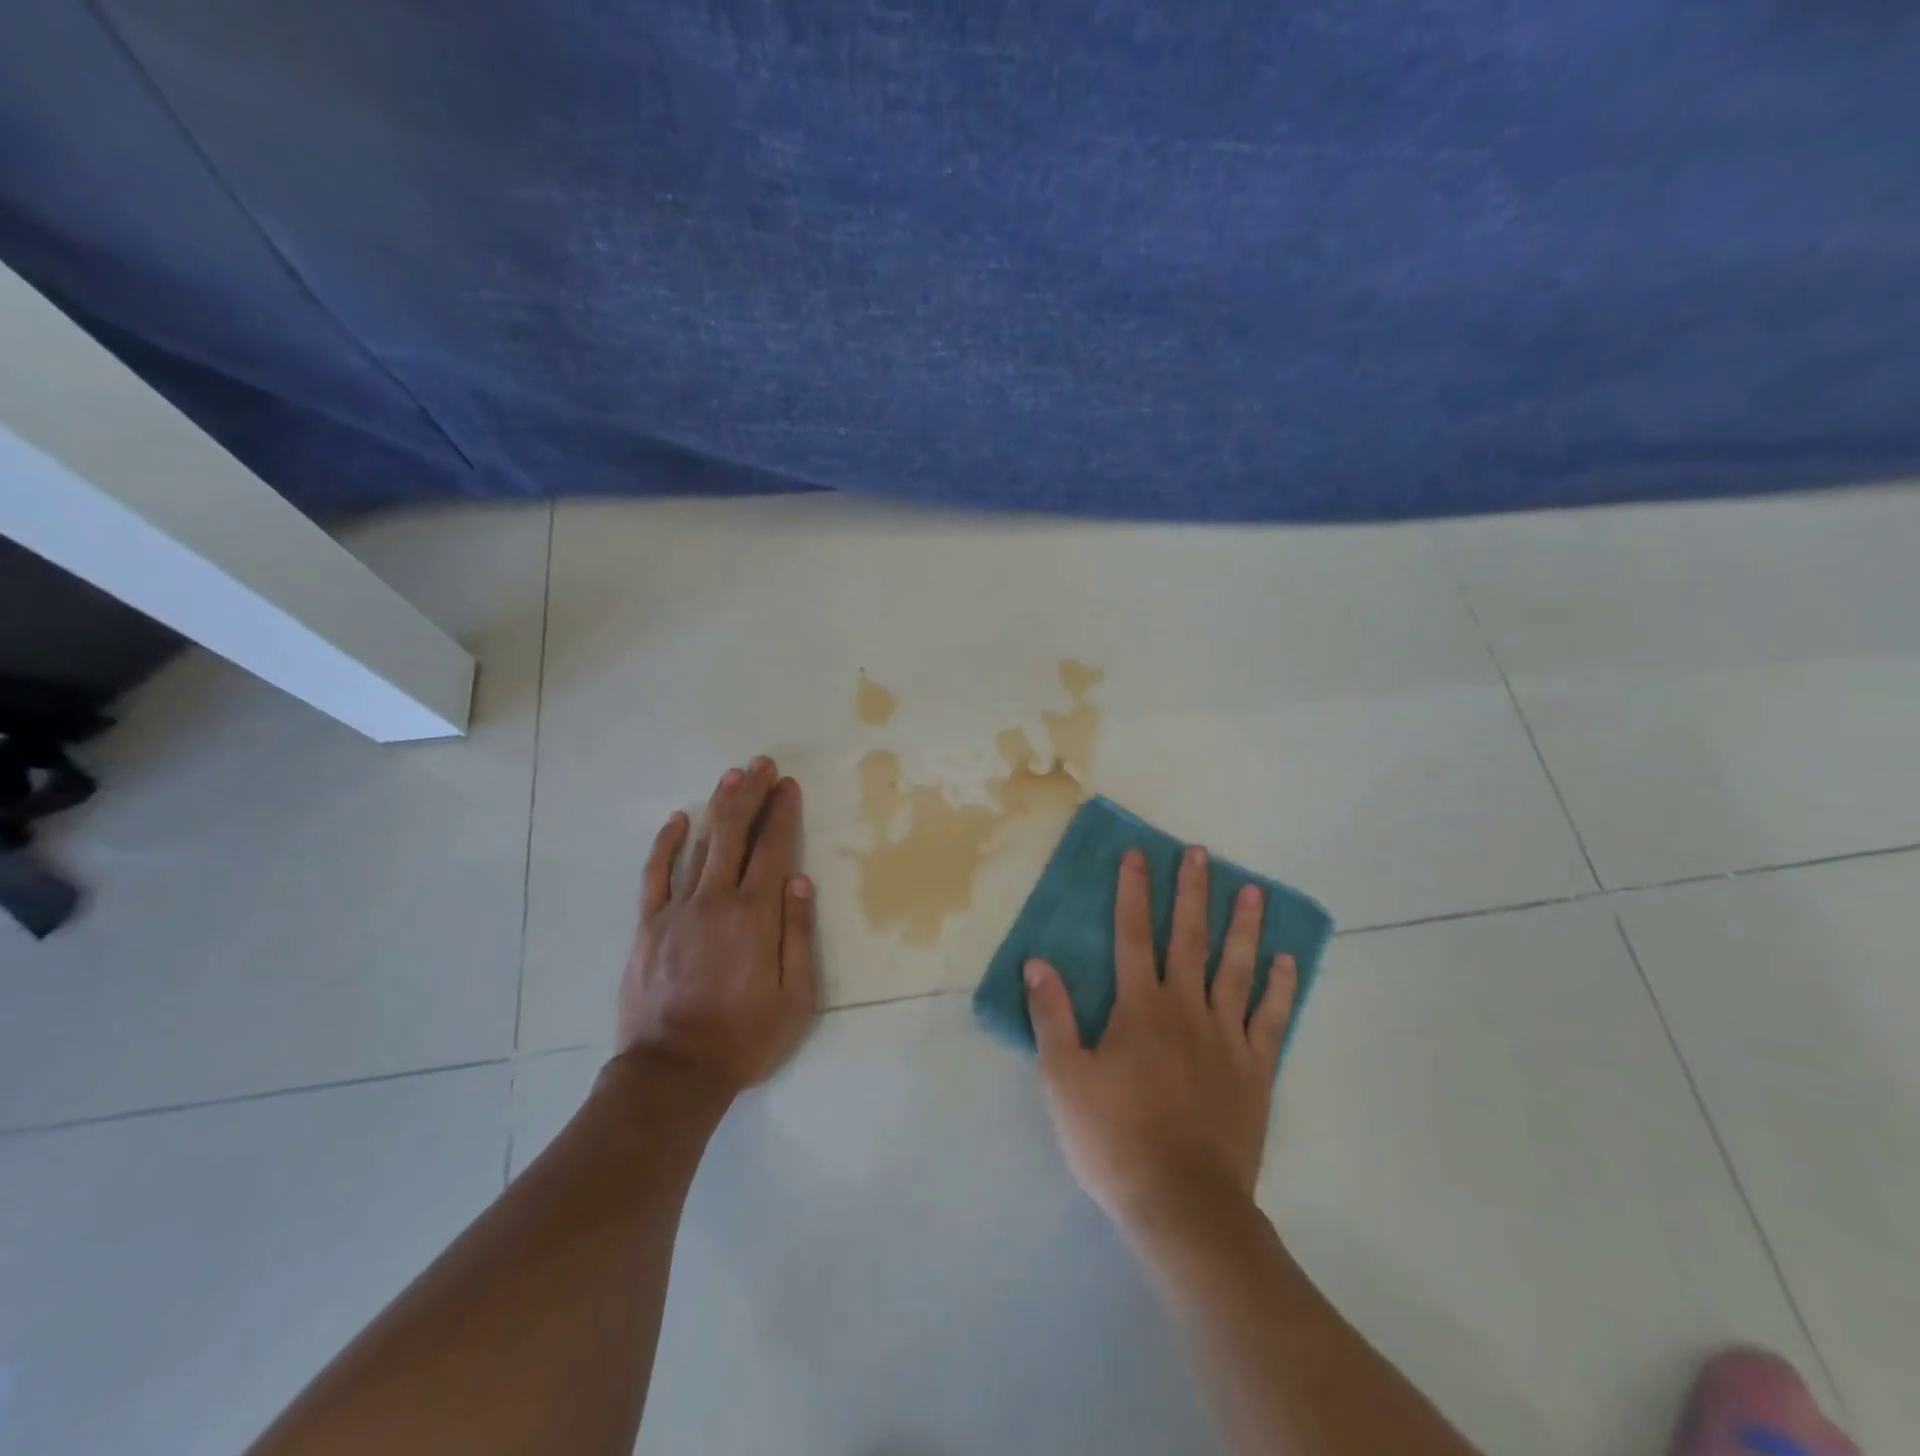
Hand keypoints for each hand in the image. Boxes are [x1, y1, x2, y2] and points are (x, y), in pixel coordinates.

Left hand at [615, 756, 818, 1102]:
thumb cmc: (744, 1038)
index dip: (782, 813)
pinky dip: (666, 844)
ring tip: (732, 777)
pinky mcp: (647, 926)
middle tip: (762, 764)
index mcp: (756, 917)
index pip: (773, 850)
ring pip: (700, 846)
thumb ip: (799, 935)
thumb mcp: (796, 998)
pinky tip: (677, 820)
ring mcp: (676, 911)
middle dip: (751, 795)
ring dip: (717, 807)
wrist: (673, 1074)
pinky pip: (655, 875)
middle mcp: (716, 902)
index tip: (788, 786)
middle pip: (735, 835)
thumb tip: (800, 881)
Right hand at [1024, 845, 1297, 1232]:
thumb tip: (1037, 963)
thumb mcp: (1063, 1078)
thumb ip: (1052, 1016)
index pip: (1133, 934)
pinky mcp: (1255, 1071)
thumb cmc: (1113, 1139)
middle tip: (1200, 853)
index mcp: (1140, 1007)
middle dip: (1192, 892)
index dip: (1133, 892)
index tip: (1137, 855)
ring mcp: (1226, 1038)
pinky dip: (1281, 988)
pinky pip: (1272, 1019)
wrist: (1182, 1204)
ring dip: (1244, 927)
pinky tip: (1288, 962)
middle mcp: (1186, 1009)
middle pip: (1189, 938)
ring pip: (1237, 969)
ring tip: (1252, 892)